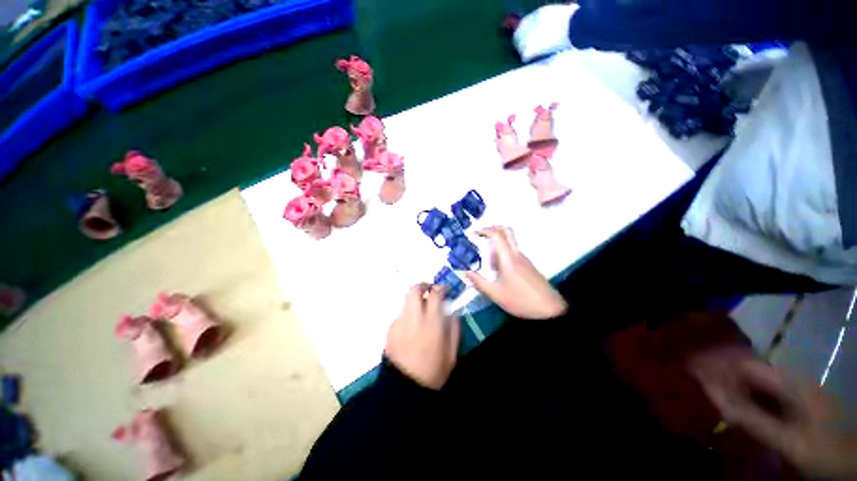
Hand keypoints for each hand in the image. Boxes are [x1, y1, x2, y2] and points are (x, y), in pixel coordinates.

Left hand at [385, 284, 460, 389]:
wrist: (404, 389)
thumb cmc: (432, 373)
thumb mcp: (451, 354)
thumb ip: (454, 330)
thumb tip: (454, 312)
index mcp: (432, 323)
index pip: (435, 294)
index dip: (440, 288)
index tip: (444, 290)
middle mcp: (414, 318)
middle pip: (414, 290)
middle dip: (423, 286)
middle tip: (429, 291)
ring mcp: (400, 323)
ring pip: (406, 302)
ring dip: (415, 302)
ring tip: (421, 314)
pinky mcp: (390, 330)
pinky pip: (401, 316)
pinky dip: (408, 316)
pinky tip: (412, 330)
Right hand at [465, 227, 566, 319]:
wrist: (550, 309)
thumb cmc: (521, 300)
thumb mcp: (496, 294)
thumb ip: (479, 282)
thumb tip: (465, 272)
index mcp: (508, 258)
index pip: (497, 234)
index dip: (484, 230)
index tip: (473, 234)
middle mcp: (517, 254)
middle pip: (506, 231)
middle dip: (492, 229)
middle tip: (480, 236)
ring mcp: (524, 259)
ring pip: (509, 242)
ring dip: (496, 244)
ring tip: (486, 261)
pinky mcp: (527, 265)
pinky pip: (513, 252)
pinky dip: (502, 253)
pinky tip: (497, 270)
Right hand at [691, 353, 856, 478]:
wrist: (855, 462)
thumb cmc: (825, 452)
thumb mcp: (790, 442)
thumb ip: (753, 420)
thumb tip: (713, 397)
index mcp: (792, 383)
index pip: (746, 366)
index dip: (720, 369)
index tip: (695, 377)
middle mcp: (792, 380)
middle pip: (750, 372)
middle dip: (724, 379)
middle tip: (702, 392)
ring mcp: (796, 391)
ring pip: (756, 384)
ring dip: (736, 392)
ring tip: (716, 404)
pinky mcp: (796, 403)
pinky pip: (765, 396)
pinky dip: (749, 402)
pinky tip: (741, 414)